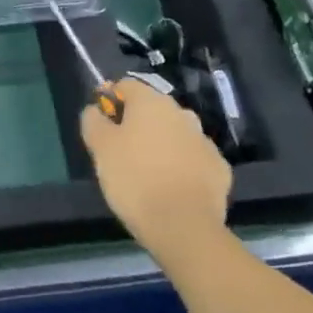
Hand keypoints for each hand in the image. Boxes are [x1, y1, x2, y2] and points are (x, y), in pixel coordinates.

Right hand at [81, 78, 231, 257]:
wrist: (183, 226)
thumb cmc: (134, 179)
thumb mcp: (99, 147)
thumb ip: (93, 120)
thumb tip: (97, 109)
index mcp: (151, 102)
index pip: (125, 86)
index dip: (110, 100)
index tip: (101, 124)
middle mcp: (181, 113)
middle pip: (152, 109)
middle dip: (137, 123)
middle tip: (121, 151)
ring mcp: (204, 140)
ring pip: (175, 134)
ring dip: (161, 144)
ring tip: (147, 172)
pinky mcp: (219, 168)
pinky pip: (193, 158)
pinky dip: (182, 166)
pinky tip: (171, 187)